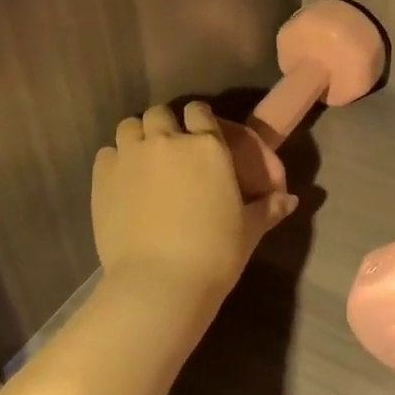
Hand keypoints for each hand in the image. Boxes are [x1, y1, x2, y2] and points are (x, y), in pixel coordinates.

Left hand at [92, 101, 296, 310]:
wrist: (160, 283)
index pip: (200, 111)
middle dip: (165, 125)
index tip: (200, 135)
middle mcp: (168, 141)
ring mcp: (132, 156)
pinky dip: (115, 159)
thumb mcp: (249, 230)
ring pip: (130, 125)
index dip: (200, 120)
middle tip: (170, 149)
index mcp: (208, 146)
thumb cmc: (215, 253)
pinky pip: (107, 152)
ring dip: (138, 136)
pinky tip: (122, 180)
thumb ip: (269, 208)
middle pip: (161, 113)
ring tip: (143, 160)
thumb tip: (291, 200)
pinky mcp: (103, 177)